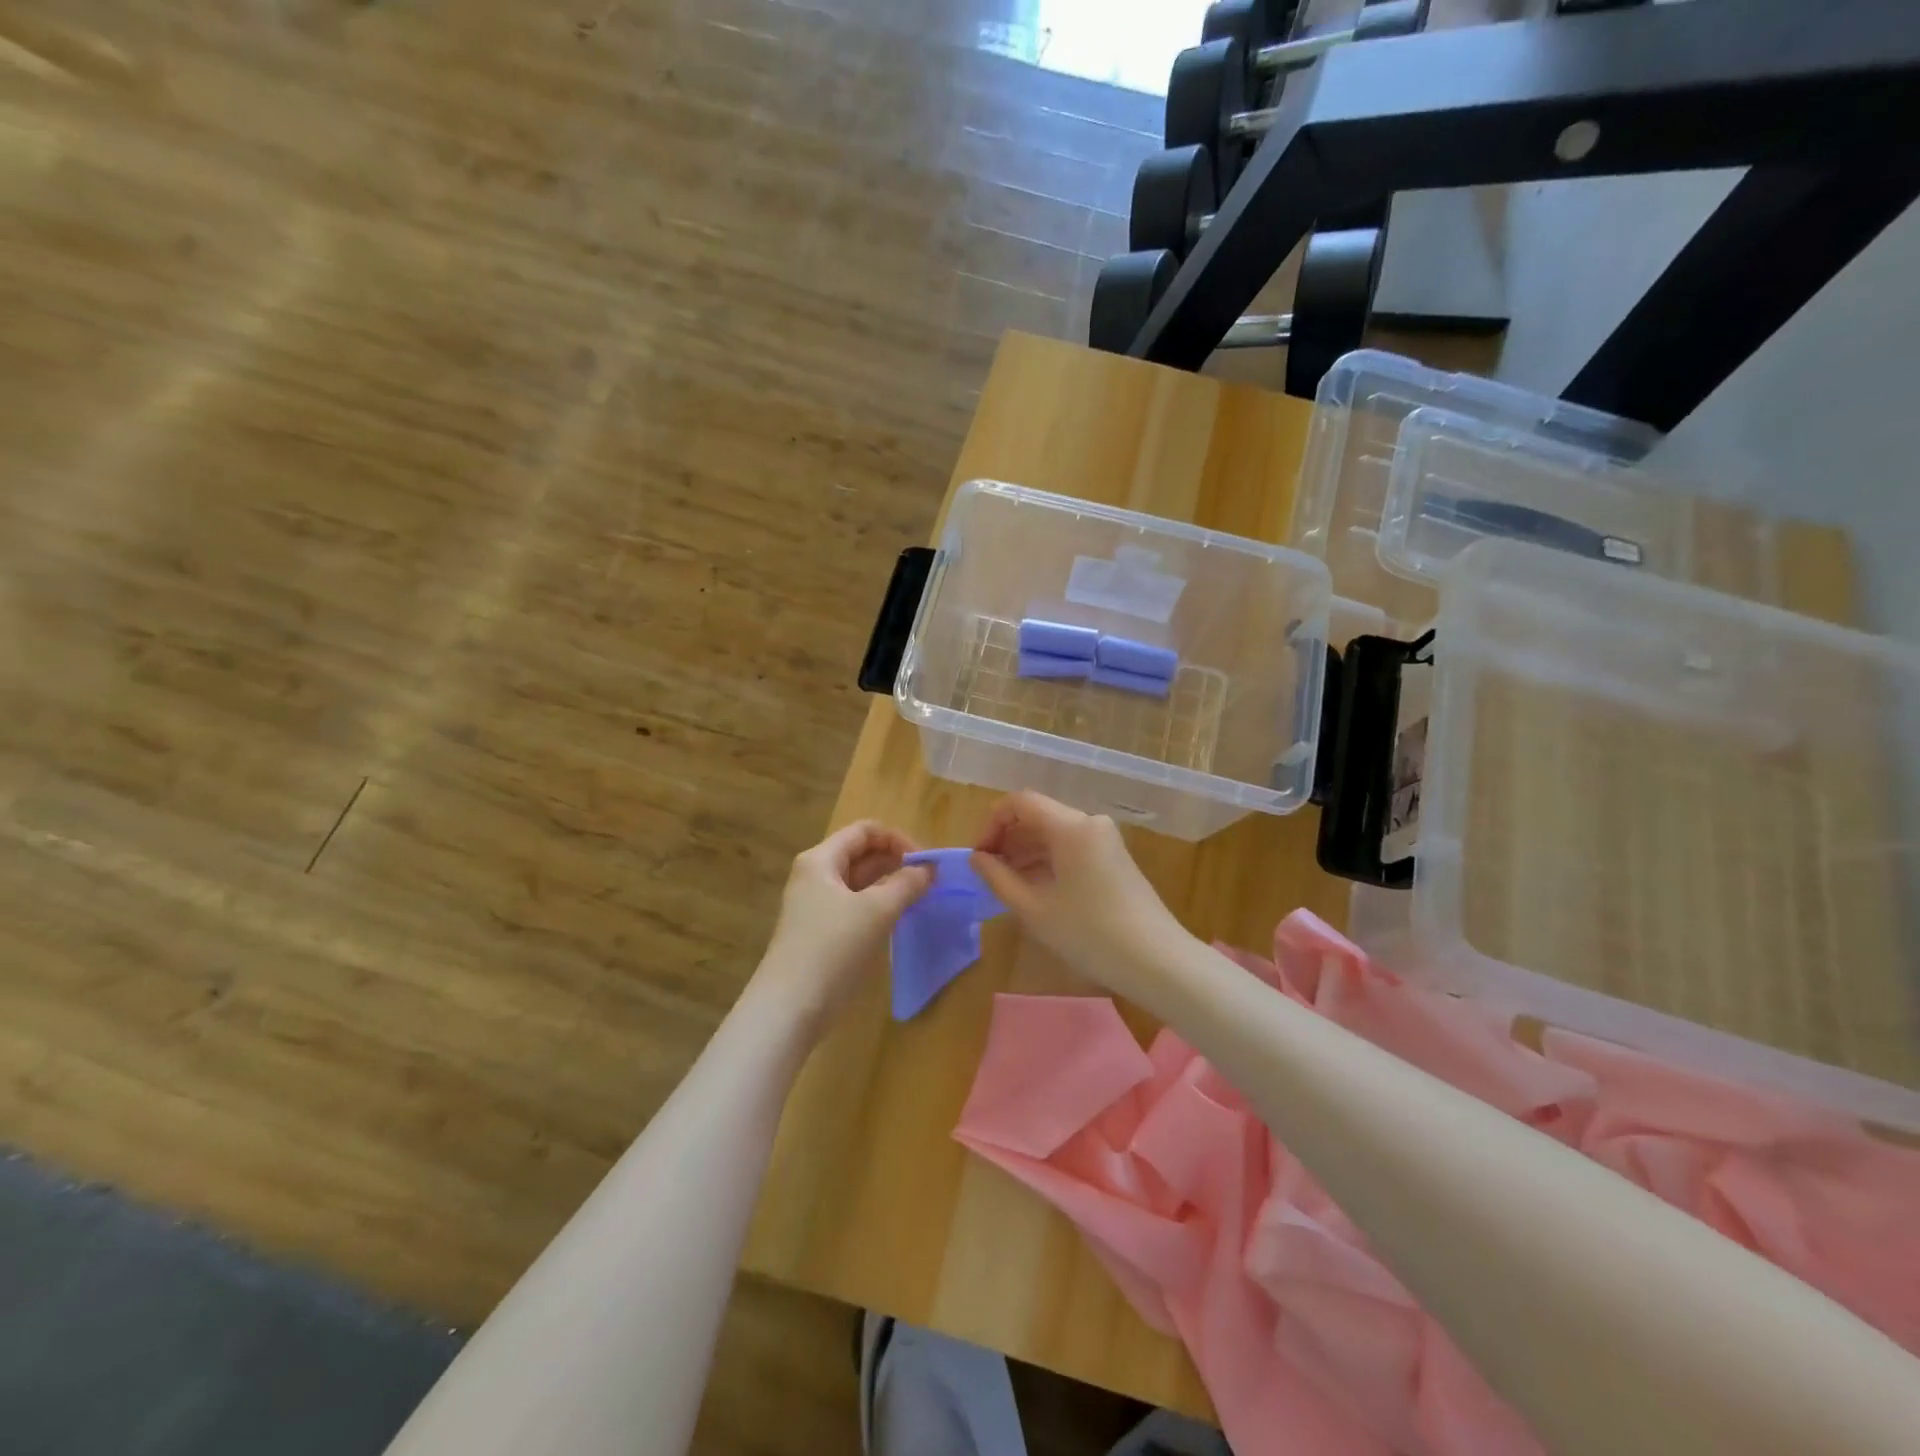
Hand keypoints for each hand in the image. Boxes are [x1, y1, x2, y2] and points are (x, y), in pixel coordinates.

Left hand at [753, 820, 932, 1035]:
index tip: (925, 862)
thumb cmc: (832, 948)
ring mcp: (815, 905)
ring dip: (889, 885)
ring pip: (859, 882)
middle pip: (861, 854)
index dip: (898, 839)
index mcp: (821, 860)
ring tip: (920, 898)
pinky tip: (899, 919)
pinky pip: (854, 906)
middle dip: (896, 862)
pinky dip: (878, 906)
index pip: (864, 831)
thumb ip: (906, 884)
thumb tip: (929, 870)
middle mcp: (815, 876)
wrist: (790, 1007)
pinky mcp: (821, 932)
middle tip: (929, 881)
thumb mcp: (876, 911)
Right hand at [969, 792, 1190, 1001]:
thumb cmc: (1090, 933)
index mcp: (1071, 826)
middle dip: (1007, 839)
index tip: (979, 856)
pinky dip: (1047, 860)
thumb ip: (998, 878)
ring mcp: (1105, 839)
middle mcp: (1089, 822)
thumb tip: (977, 859)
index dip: (992, 823)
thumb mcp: (1034, 908)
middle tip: (988, 874)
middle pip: (1037, 815)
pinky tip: (1035, 889)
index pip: (1020, 802)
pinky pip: (1070, 846)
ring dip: (1026, 851)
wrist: (1157, 961)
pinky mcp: (1113, 857)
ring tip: (1007, 885)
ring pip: (1054, 832)